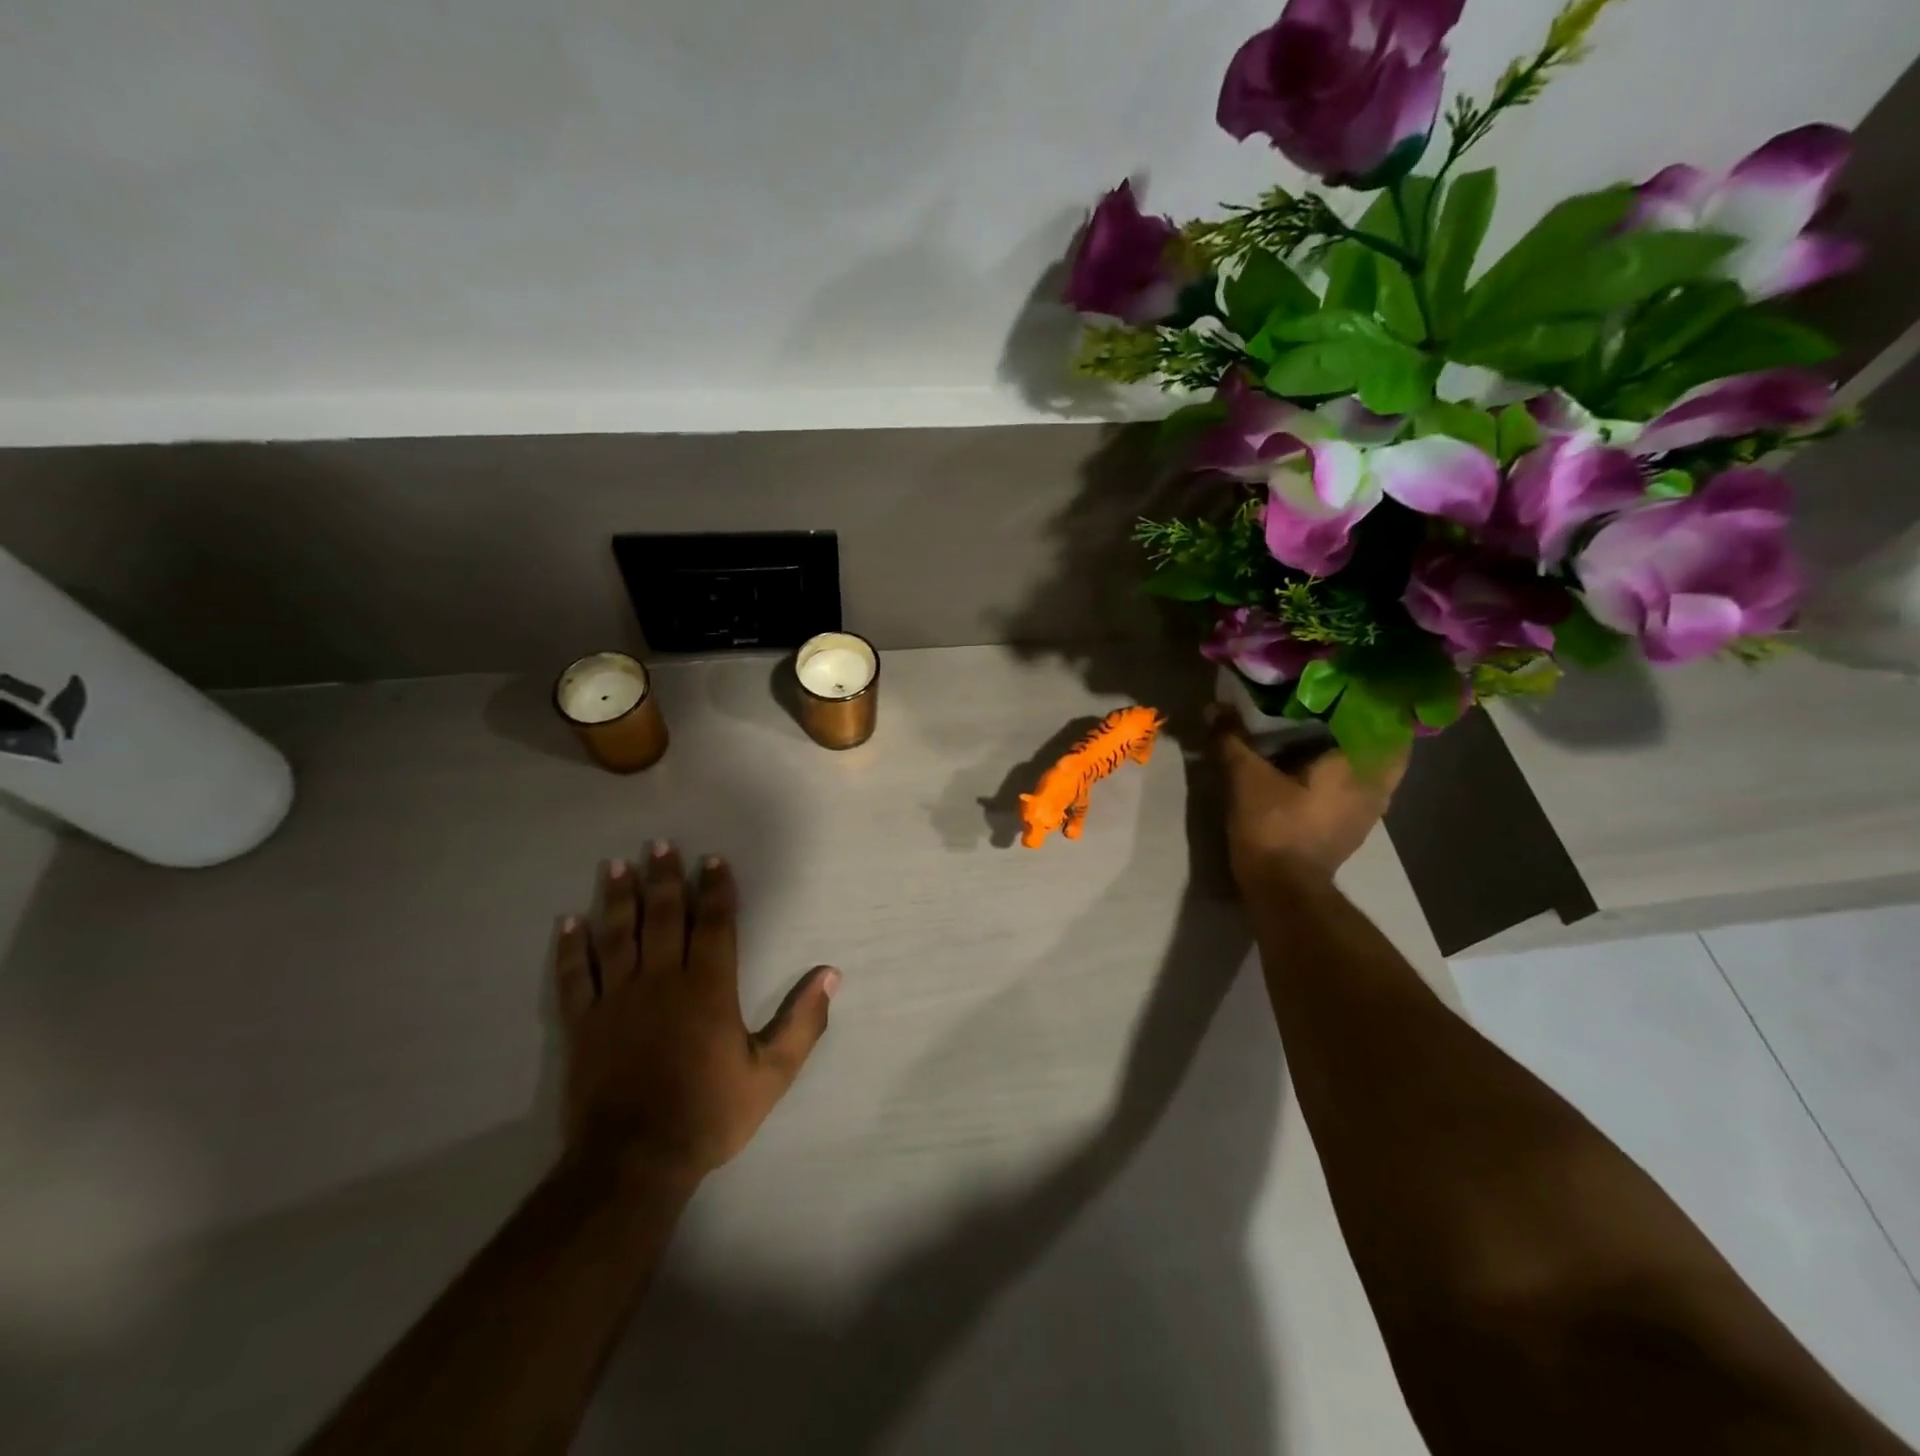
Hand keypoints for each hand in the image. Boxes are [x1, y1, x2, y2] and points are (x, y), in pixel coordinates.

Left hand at [553, 845, 837, 1182]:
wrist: (634, 1161)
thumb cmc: (709, 1113)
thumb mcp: (772, 1074)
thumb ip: (803, 1022)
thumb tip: (830, 975)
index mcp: (708, 988)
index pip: (714, 924)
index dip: (715, 889)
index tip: (711, 860)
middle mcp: (661, 981)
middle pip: (662, 917)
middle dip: (663, 879)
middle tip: (660, 845)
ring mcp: (617, 1000)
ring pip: (617, 936)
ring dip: (618, 898)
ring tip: (617, 865)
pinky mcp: (584, 1024)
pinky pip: (575, 977)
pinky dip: (571, 949)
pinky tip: (568, 923)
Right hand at [1207, 705, 1405, 889]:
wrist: (1283, 889)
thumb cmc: (1274, 826)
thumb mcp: (1245, 777)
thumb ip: (1232, 739)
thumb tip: (1214, 707)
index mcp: (1359, 763)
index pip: (1387, 719)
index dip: (1374, 696)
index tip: (1353, 678)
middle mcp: (1375, 784)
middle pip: (1385, 742)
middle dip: (1366, 720)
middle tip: (1336, 699)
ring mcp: (1370, 810)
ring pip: (1374, 767)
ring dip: (1357, 748)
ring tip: (1326, 727)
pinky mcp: (1354, 827)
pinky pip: (1360, 785)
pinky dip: (1346, 770)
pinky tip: (1318, 763)